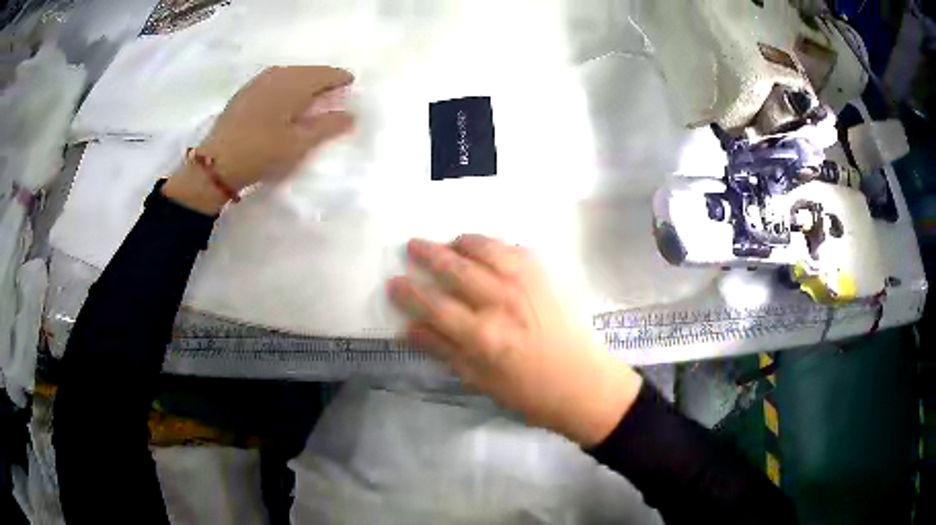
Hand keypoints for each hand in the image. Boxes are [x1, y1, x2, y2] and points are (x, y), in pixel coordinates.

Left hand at [163, 66, 354, 213]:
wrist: (216, 164)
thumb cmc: (262, 152)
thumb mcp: (299, 144)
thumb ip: (328, 127)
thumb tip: (352, 115)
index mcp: (294, 84)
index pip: (324, 74)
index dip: (339, 78)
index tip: (350, 83)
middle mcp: (276, 76)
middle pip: (306, 70)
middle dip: (321, 77)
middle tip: (332, 88)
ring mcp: (257, 83)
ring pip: (287, 73)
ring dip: (302, 79)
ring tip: (309, 92)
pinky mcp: (243, 94)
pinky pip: (272, 80)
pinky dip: (284, 84)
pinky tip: (281, 96)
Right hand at [387, 235, 642, 445]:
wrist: (582, 383)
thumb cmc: (528, 392)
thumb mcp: (479, 381)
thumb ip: (443, 350)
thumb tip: (408, 329)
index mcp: (483, 337)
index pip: (435, 306)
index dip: (409, 293)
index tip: (393, 281)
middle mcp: (502, 303)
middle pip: (456, 269)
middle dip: (429, 254)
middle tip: (412, 244)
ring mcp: (527, 285)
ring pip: (486, 249)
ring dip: (461, 241)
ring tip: (449, 243)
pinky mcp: (545, 277)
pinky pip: (514, 249)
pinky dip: (494, 243)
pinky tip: (486, 248)